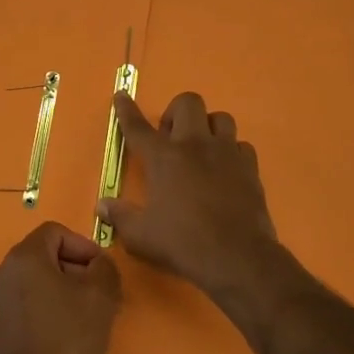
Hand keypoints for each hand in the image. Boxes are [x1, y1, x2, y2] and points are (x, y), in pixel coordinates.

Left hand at [0, 222, 120, 353]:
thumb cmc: (68, 342)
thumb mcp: (101, 297)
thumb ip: (105, 268)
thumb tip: (98, 264)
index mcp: (23, 257)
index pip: (56, 233)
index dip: (84, 247)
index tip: (102, 273)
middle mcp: (2, 271)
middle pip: (45, 256)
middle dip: (76, 270)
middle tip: (101, 296)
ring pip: (36, 280)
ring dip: (63, 291)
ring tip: (87, 318)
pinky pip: (26, 302)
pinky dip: (47, 308)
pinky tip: (66, 335)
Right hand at [97, 91, 278, 296]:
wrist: (237, 258)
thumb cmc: (182, 243)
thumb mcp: (140, 235)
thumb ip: (120, 216)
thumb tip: (102, 205)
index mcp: (163, 158)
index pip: (138, 127)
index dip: (126, 110)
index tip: (122, 96)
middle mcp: (195, 146)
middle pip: (188, 103)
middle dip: (176, 112)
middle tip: (170, 138)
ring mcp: (227, 154)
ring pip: (221, 118)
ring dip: (207, 127)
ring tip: (201, 150)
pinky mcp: (250, 168)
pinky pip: (241, 146)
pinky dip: (231, 152)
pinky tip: (225, 170)